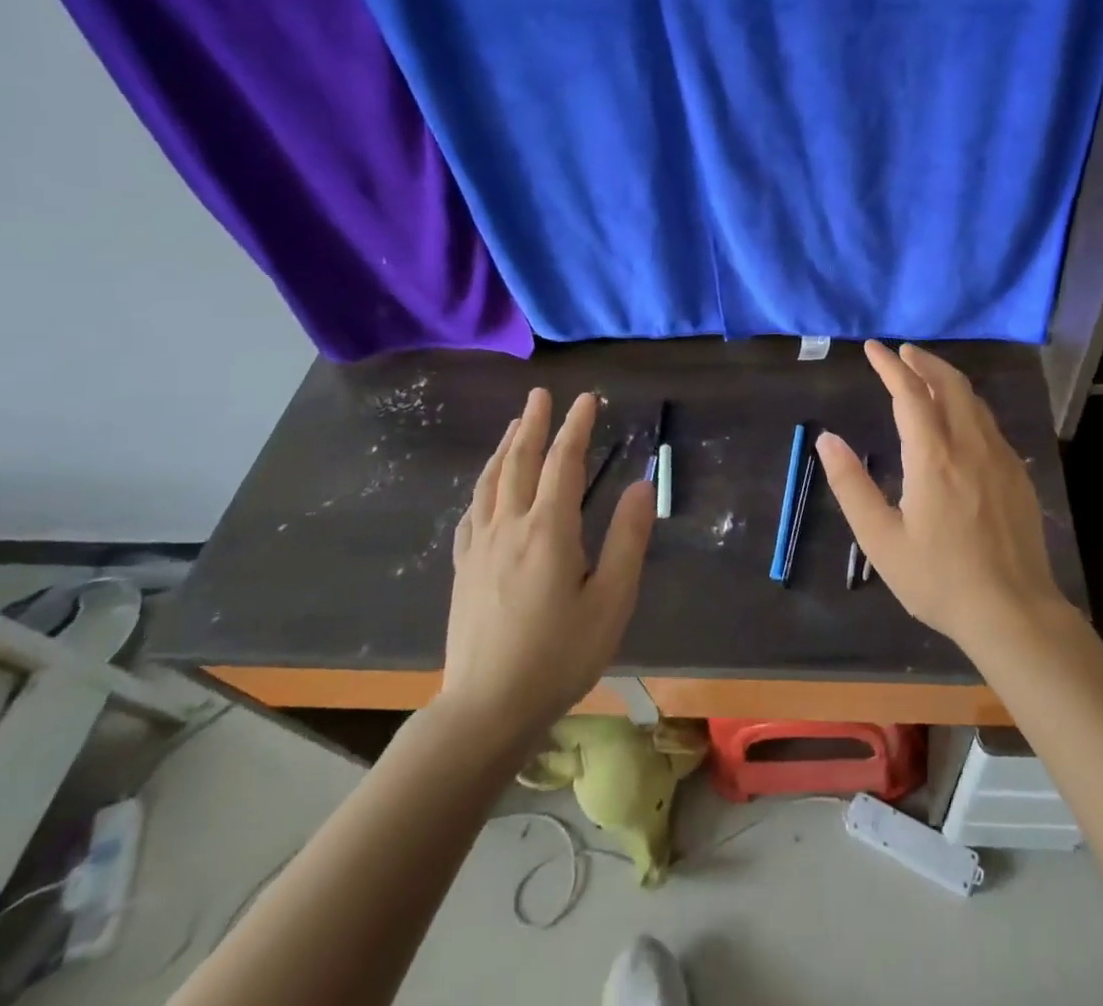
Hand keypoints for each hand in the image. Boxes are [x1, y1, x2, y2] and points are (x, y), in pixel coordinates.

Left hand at [438, 390, 653, 747]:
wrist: (486, 709)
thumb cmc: (559, 655)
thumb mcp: (611, 600)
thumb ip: (628, 539)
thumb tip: (640, 485)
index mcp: (548, 530)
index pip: (562, 463)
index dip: (576, 427)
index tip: (586, 398)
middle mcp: (509, 527)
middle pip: (518, 462)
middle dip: (533, 423)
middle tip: (541, 393)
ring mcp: (479, 548)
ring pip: (490, 482)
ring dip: (504, 447)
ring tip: (515, 425)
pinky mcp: (463, 569)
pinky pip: (471, 512)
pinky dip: (482, 486)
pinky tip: (485, 488)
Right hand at [816, 342, 1073, 651]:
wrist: (1013, 612)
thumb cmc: (939, 580)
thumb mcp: (881, 540)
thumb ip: (851, 486)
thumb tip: (828, 439)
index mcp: (933, 458)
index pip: (909, 393)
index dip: (889, 366)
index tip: (873, 348)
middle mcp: (970, 446)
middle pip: (950, 384)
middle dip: (924, 362)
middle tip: (902, 353)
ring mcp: (1000, 458)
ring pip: (974, 401)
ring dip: (947, 380)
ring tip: (927, 377)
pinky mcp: (1018, 475)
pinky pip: (989, 424)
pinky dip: (968, 405)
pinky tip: (960, 420)